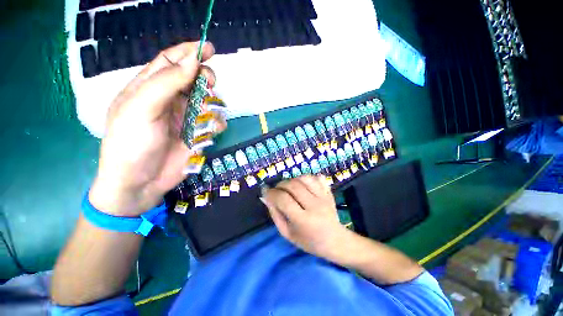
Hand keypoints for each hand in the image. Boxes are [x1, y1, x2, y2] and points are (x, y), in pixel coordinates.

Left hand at [89, 42, 216, 215]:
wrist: (140, 182)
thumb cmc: (132, 143)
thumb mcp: (141, 108)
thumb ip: (167, 82)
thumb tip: (193, 61)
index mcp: (149, 88)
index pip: (171, 62)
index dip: (189, 52)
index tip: (209, 49)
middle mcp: (170, 100)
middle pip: (193, 80)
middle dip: (205, 79)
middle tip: (209, 84)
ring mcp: (186, 118)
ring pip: (208, 101)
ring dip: (212, 105)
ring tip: (206, 116)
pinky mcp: (198, 134)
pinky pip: (214, 122)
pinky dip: (217, 124)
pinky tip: (210, 131)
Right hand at [262, 175, 348, 258]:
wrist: (335, 240)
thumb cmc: (309, 241)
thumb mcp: (287, 234)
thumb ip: (275, 214)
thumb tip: (266, 196)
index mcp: (303, 221)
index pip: (283, 199)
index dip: (271, 193)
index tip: (266, 192)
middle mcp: (314, 206)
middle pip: (293, 185)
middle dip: (280, 185)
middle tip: (277, 190)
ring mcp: (323, 197)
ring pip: (304, 178)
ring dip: (292, 180)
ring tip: (289, 187)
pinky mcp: (328, 192)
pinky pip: (316, 178)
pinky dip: (306, 178)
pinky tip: (302, 185)